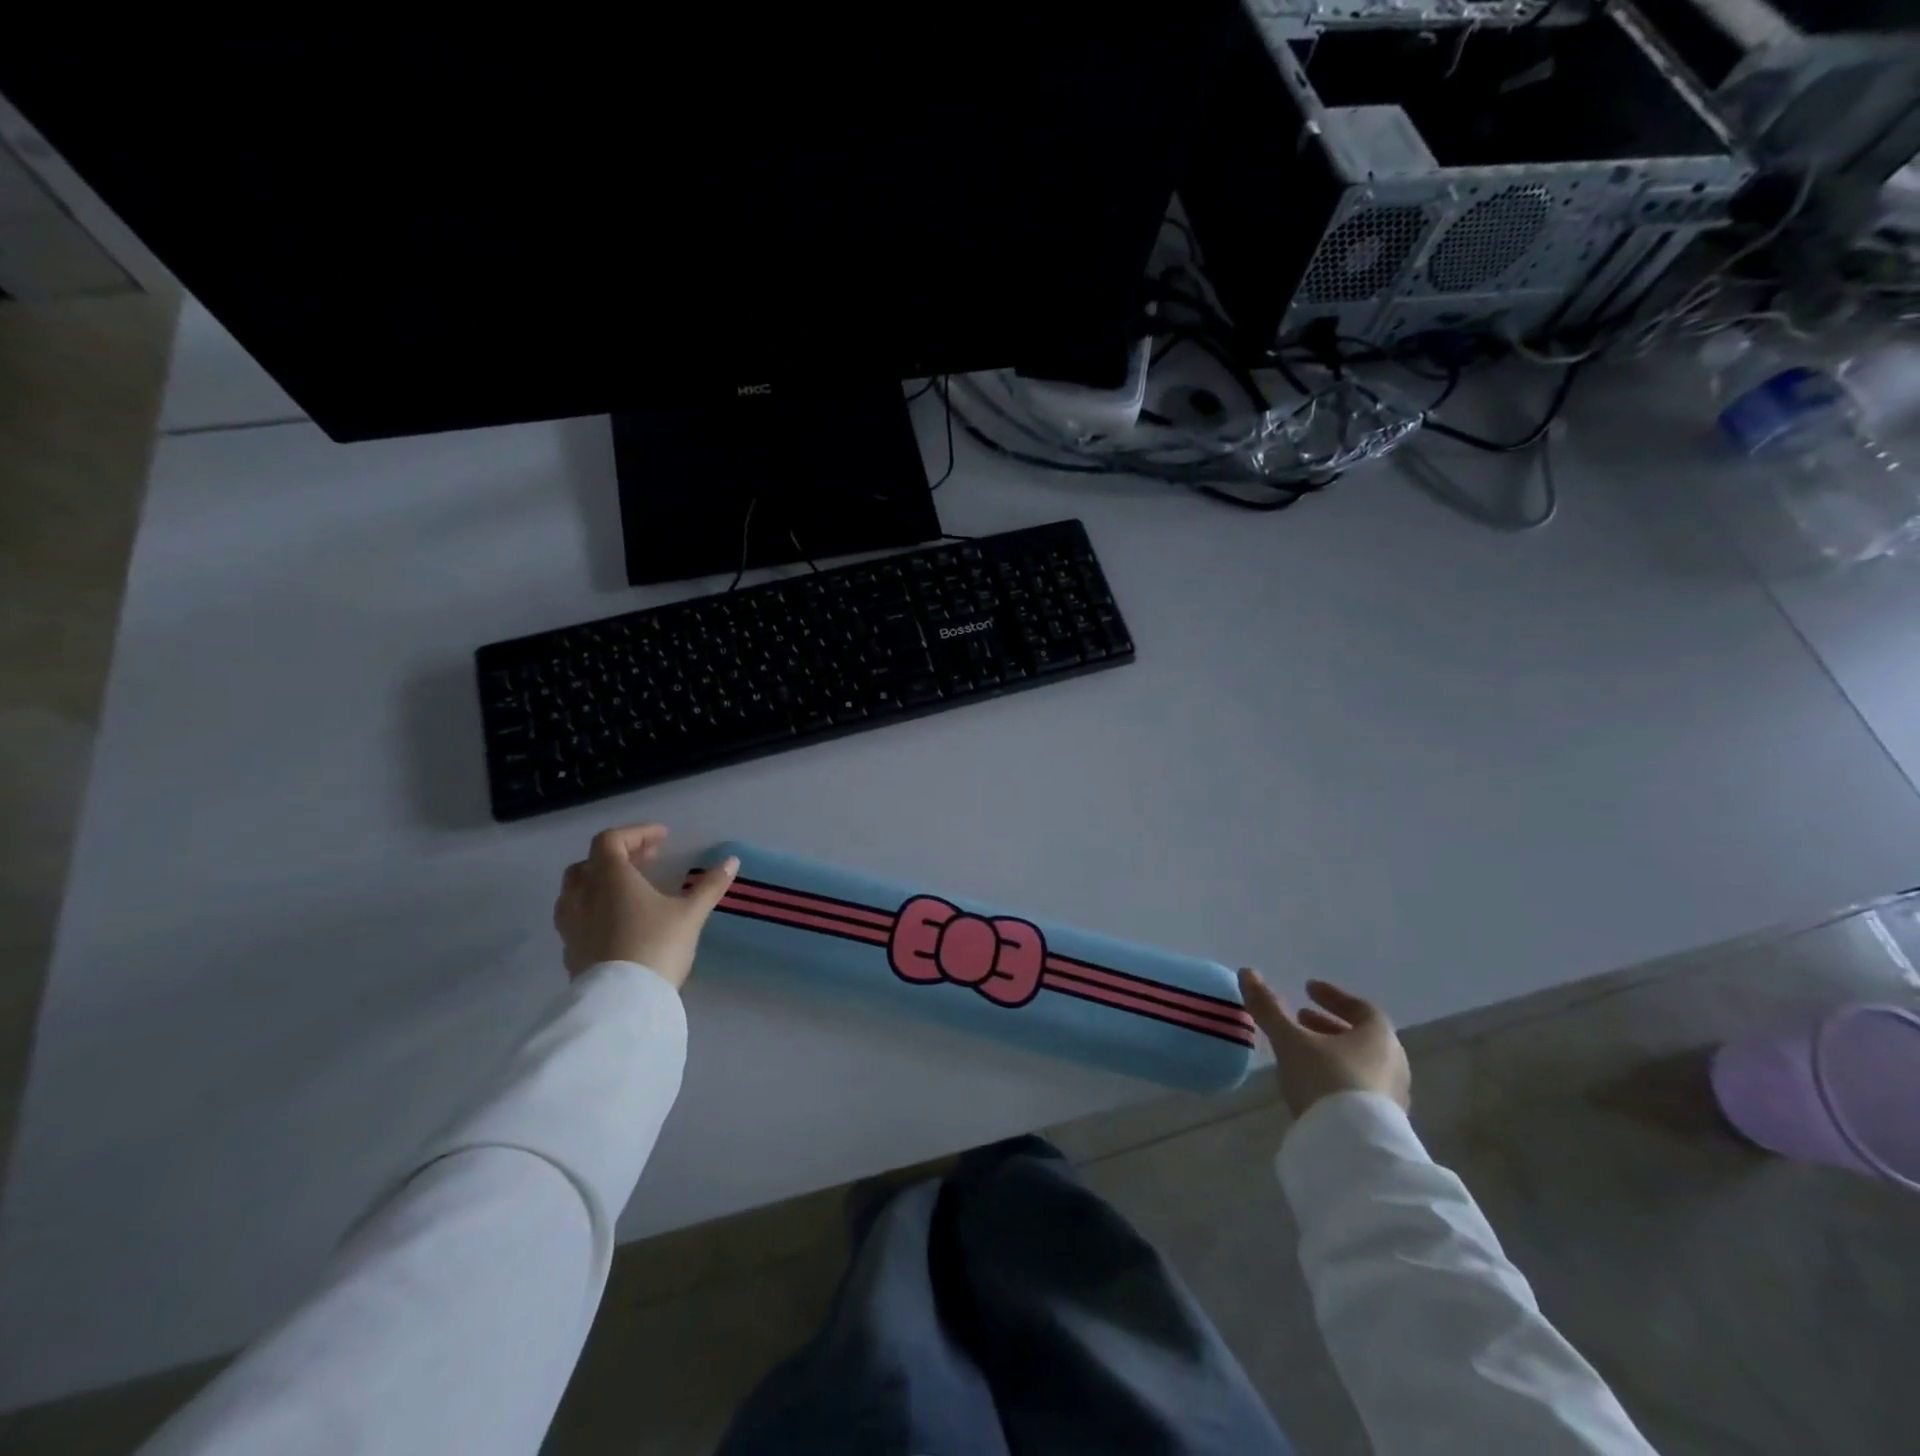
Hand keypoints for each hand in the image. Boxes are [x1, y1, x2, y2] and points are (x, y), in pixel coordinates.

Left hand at [553, 824, 737, 988]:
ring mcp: (571, 925)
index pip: (611, 840)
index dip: (636, 833)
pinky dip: (595, 910)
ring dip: (600, 883)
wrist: (622, 1003)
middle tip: (647, 861)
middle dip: (617, 856)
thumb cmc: (656, 946)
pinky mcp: (570, 951)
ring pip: (576, 891)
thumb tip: (732, 861)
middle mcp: (583, 895)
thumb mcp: (690, 914)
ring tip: (628, 891)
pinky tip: (617, 923)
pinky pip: (576, 918)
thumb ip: (709, 886)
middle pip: (588, 863)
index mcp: (610, 878)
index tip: (663, 838)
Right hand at [1238, 970, 1410, 1117]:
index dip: (1333, 996)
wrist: (1353, 1150)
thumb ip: (1269, 1008)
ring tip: (1302, 1051)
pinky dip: (1338, 1076)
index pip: (1361, 1007)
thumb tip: (1247, 972)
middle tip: (1300, 1018)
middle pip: (1362, 1036)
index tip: (1308, 989)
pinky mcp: (1384, 1124)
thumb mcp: (1290, 1040)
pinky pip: (1360, 1088)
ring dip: (1332, 1051)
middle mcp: (1393, 1063)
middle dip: (1329, 1025)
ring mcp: (1392, 1096)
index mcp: (1379, 1037)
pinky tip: (1314, 1084)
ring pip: (1361, 1063)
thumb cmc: (1325, 1080)